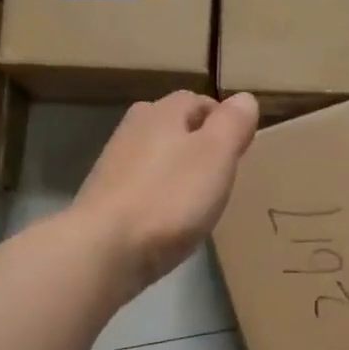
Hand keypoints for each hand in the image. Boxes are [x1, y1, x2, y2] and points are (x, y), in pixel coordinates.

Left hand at [73, 91, 259, 301]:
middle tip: (222, 174)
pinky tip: (168, 220)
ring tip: (198, 199)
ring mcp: (114, 166)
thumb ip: (233, 124)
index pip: (198, 100)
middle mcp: (133, 130)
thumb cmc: (169, 198)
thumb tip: (244, 99)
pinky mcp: (105, 200)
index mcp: (161, 112)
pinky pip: (142, 188)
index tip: (241, 149)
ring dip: (177, 171)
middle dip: (198, 144)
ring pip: (156, 158)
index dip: (223, 120)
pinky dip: (158, 197)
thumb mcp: (216, 156)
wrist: (105, 250)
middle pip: (173, 127)